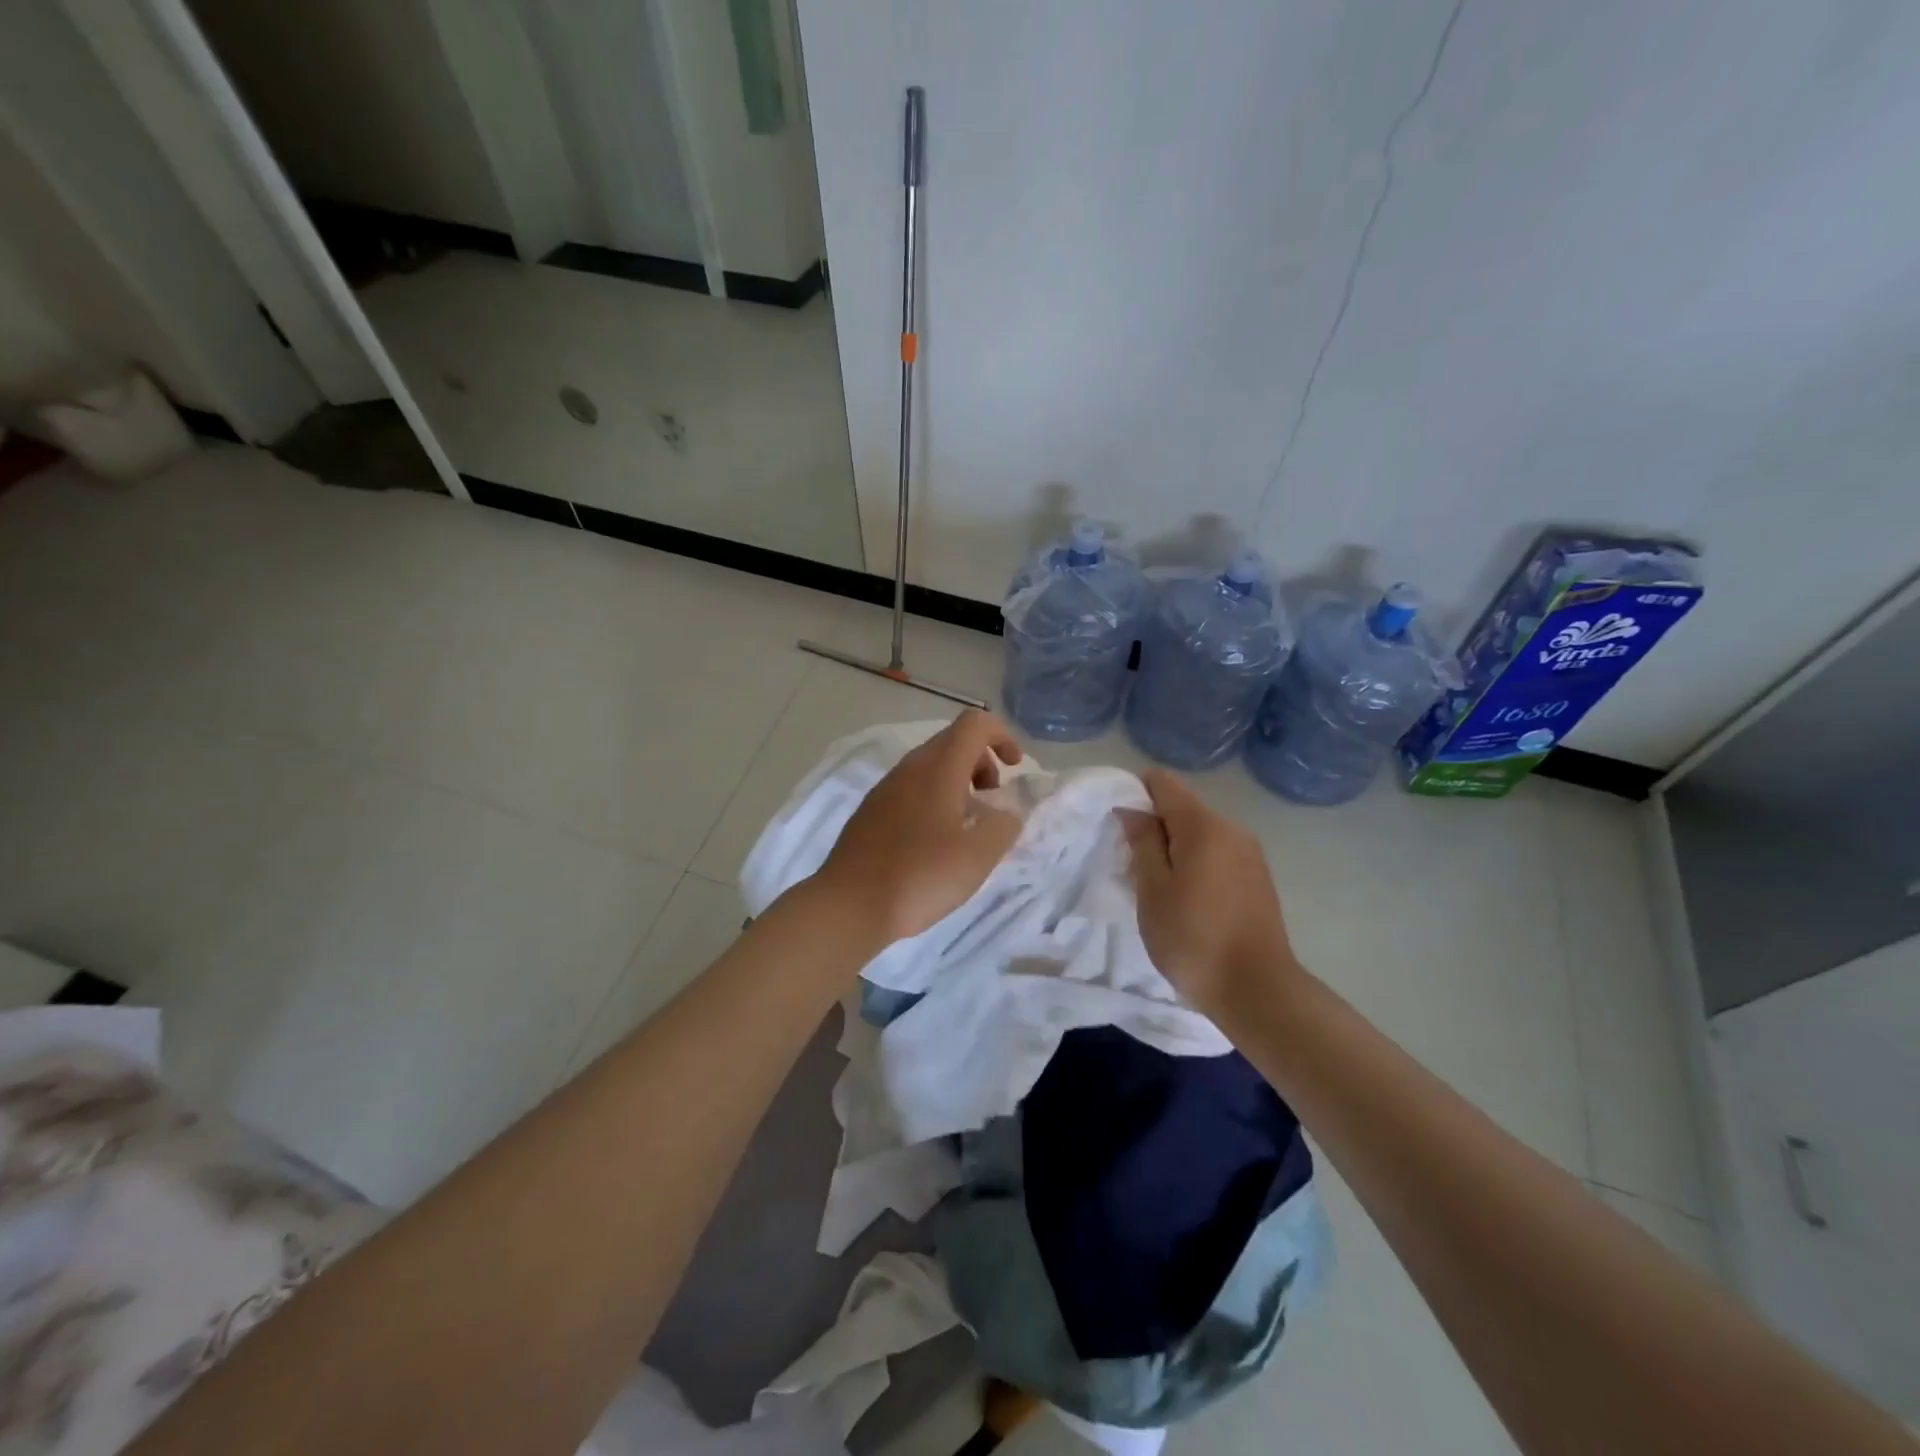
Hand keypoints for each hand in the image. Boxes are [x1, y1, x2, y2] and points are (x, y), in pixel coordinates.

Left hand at [811, 710, 1024, 946]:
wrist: (850, 905)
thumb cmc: (921, 875)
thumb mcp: (979, 854)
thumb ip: (1004, 825)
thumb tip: (1005, 813)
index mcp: (938, 767)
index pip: (975, 723)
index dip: (1002, 736)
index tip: (1015, 769)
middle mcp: (909, 767)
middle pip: (952, 742)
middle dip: (982, 764)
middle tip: (992, 803)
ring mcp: (885, 788)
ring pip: (930, 767)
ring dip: (957, 784)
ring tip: (967, 827)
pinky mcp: (870, 812)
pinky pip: (911, 790)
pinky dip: (934, 801)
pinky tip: (935, 843)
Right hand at [1118, 768, 1299, 1011]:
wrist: (1256, 989)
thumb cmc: (1193, 938)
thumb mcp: (1153, 889)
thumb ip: (1142, 842)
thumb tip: (1132, 809)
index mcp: (1204, 825)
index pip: (1163, 782)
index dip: (1135, 793)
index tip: (1118, 825)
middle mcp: (1232, 828)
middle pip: (1182, 808)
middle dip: (1154, 826)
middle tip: (1132, 865)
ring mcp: (1249, 853)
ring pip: (1200, 833)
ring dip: (1175, 848)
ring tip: (1158, 887)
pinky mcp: (1258, 877)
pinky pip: (1217, 854)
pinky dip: (1196, 864)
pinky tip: (1187, 899)